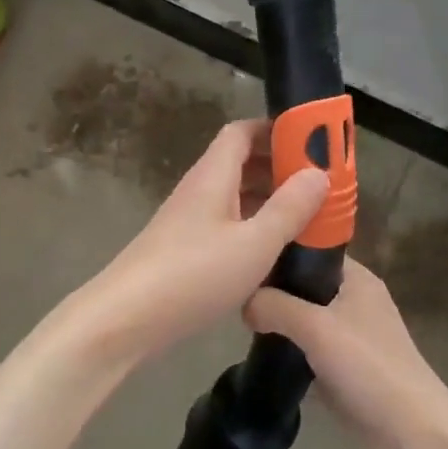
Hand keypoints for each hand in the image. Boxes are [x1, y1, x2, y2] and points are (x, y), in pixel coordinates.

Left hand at [69, 120, 327, 369]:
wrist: (127, 318)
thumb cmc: (194, 274)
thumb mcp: (254, 243)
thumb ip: (289, 208)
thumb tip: (318, 172)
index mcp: (213, 176)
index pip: (242, 132)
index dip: (275, 130)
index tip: (312, 141)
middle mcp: (199, 190)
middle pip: (239, 163)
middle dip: (279, 167)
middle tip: (320, 183)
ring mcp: (188, 221)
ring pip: (234, 197)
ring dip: (268, 200)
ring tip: (308, 216)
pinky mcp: (184, 250)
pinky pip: (226, 224)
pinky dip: (252, 227)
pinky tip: (274, 250)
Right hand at [245, 259, 447, 448]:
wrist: (410, 431)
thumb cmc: (368, 366)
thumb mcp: (316, 327)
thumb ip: (276, 307)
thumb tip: (244, 302)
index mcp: (356, 279)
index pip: (311, 251)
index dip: (279, 253)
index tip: (244, 262)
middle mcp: (353, 301)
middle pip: (303, 286)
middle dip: (272, 292)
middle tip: (237, 298)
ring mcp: (349, 336)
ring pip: (303, 320)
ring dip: (278, 324)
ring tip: (241, 325)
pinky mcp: (342, 367)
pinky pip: (306, 349)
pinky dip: (288, 351)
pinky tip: (259, 355)